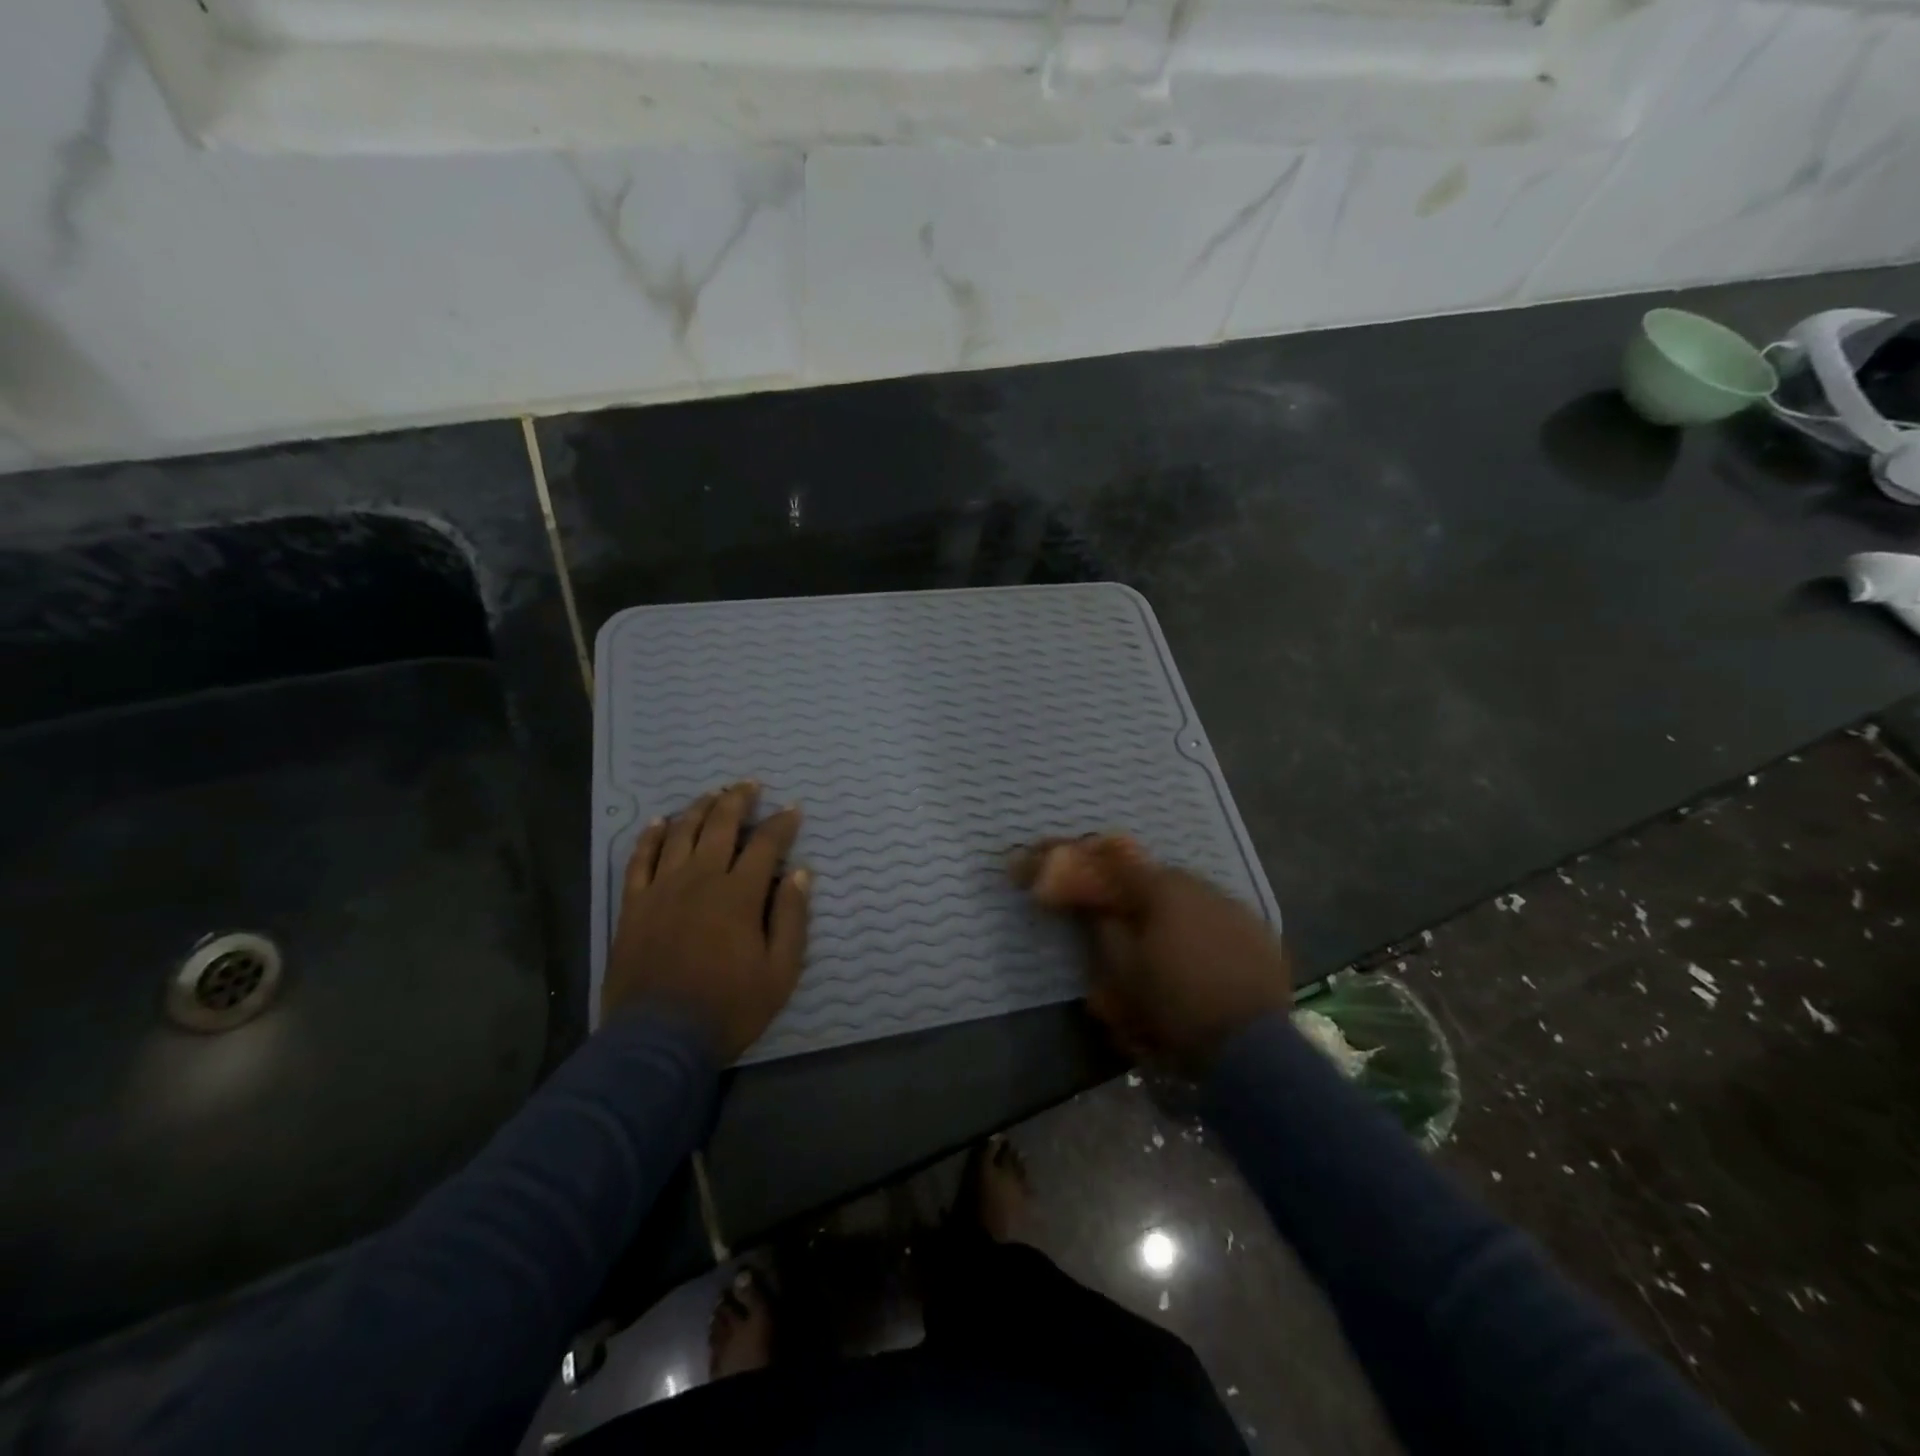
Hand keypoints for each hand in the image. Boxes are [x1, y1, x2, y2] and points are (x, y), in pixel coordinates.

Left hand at [605, 782, 809, 1061]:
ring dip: (699, 808)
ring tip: (712, 794)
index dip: (782, 823)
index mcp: (739, 894)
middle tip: (750, 784)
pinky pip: (640, 859)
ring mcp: (662, 889)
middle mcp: (700, 879)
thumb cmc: (728, 1007)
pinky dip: (651, 836)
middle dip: (738, 800)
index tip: (793, 809)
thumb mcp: (779, 972)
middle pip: (720, 826)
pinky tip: (660, 822)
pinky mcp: (634, 905)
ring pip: (681, 834)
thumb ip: (791, 919)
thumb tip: (801, 874)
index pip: (765, 844)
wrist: (657, 1039)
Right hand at [1016, 836, 1289, 1070]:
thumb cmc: (1176, 1005)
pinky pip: (1217, 921)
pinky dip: (1199, 932)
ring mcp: (1236, 908)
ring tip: (1157, 947)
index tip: (1067, 878)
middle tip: (1114, 920)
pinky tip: (1195, 959)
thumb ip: (1103, 930)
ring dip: (1166, 915)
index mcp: (1163, 889)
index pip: (1115, 863)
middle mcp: (1201, 886)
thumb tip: (1094, 908)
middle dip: (1131, 896)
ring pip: (1188, 900)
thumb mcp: (1122, 973)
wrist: (1253, 1047)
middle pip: (1154, 881)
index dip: (1086, 867)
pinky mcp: (1260, 934)